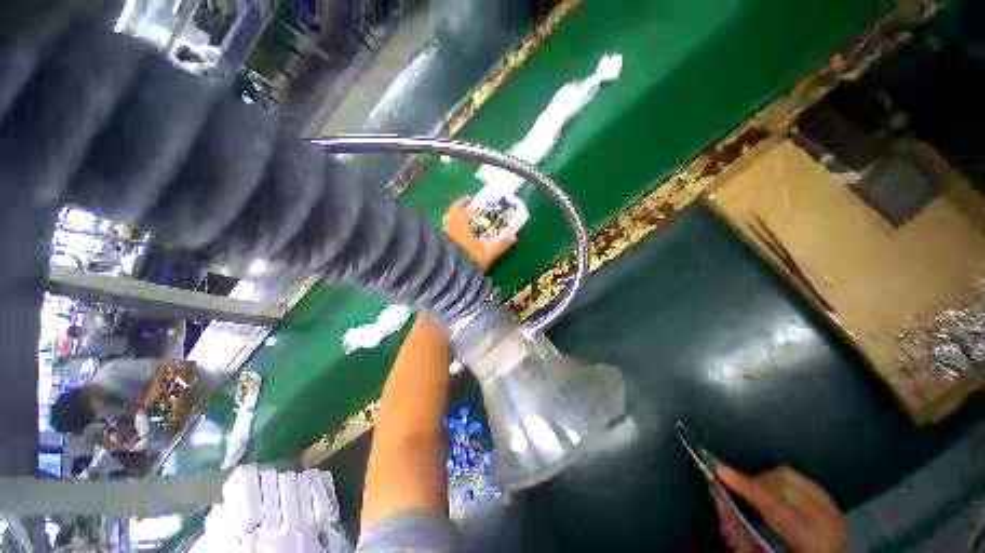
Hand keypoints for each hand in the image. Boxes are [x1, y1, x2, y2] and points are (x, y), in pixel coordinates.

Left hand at [442, 198, 515, 270]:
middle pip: (450, 215)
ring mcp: (443, 239)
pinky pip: (445, 235)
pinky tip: (459, 240)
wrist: (451, 277)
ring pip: (447, 225)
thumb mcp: (488, 255)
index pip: (457, 208)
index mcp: (459, 226)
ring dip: (454, 223)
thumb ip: (501, 245)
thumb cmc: (469, 262)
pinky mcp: (441, 248)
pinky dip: (451, 233)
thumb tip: (514, 236)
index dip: (463, 201)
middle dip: (459, 212)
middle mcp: (449, 230)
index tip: (471, 199)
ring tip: (465, 226)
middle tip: (469, 213)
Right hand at [714, 466, 846, 552]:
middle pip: (784, 484)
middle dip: (753, 481)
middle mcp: (830, 524)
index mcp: (814, 544)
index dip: (747, 487)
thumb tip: (716, 493)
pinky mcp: (833, 505)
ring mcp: (835, 512)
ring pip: (792, 477)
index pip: (777, 507)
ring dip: (765, 479)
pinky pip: (802, 480)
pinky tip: (771, 492)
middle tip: (732, 485)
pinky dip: (780, 481)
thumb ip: (737, 531)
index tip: (719, 470)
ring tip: (751, 491)